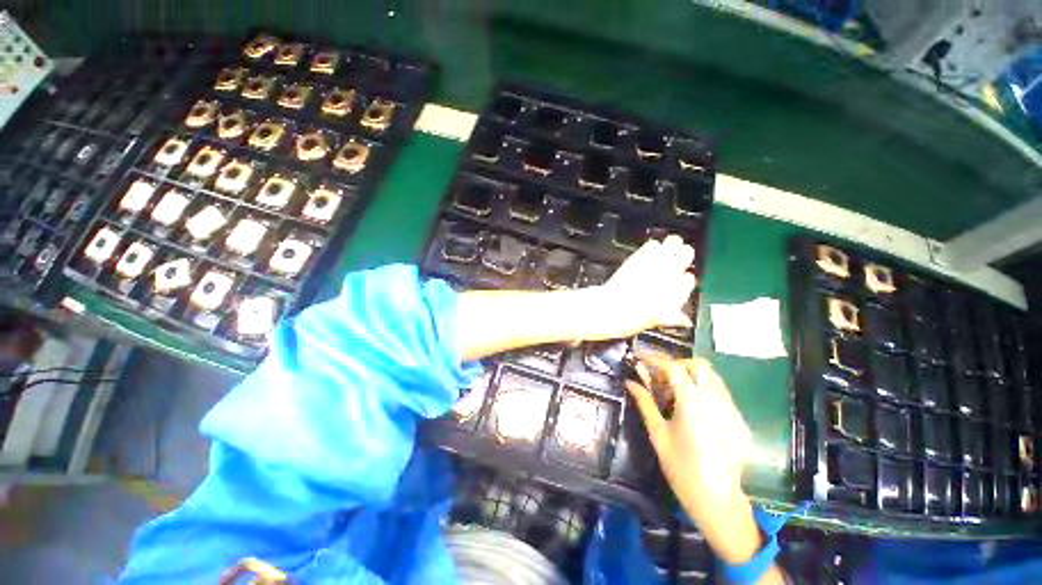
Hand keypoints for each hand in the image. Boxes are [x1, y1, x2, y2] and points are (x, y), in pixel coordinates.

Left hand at [590, 235, 695, 339]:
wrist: (612, 308)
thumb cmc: (632, 319)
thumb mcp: (657, 321)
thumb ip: (673, 317)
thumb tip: (685, 320)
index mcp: (679, 291)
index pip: (690, 279)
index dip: (682, 280)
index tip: (676, 281)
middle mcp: (672, 273)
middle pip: (687, 253)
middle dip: (682, 255)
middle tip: (675, 259)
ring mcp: (657, 262)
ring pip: (674, 242)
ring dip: (670, 245)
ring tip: (665, 251)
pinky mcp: (641, 255)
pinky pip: (653, 243)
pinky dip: (651, 247)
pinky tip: (647, 253)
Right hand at [625, 354, 753, 536]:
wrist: (717, 499)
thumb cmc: (681, 467)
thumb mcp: (658, 433)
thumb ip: (645, 403)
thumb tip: (630, 382)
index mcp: (692, 402)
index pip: (673, 367)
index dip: (655, 358)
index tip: (641, 356)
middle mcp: (715, 400)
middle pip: (699, 365)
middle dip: (677, 364)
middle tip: (661, 375)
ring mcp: (731, 410)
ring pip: (713, 377)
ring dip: (692, 375)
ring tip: (675, 389)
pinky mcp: (739, 420)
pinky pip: (721, 394)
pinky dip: (704, 390)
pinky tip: (693, 408)